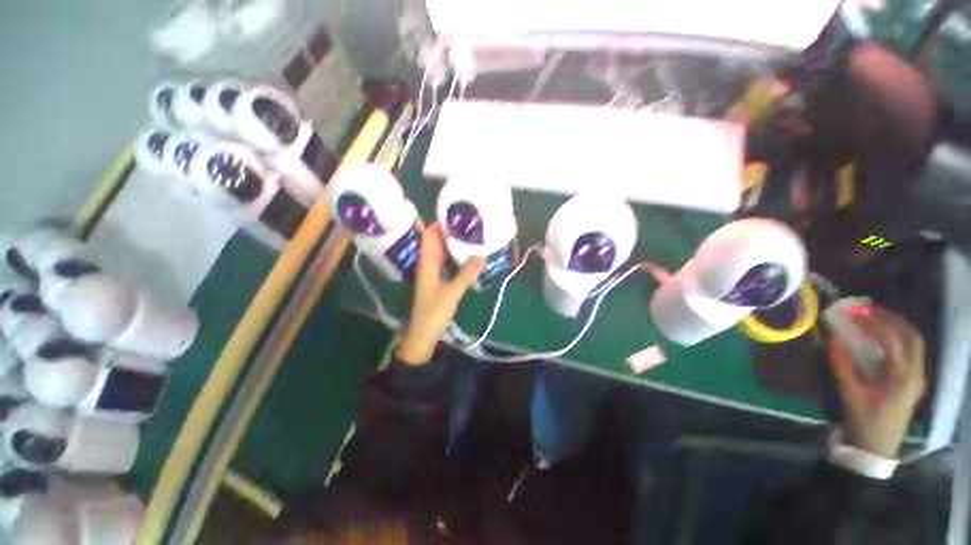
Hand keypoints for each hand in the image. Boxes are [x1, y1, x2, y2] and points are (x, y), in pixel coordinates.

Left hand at [397, 224, 484, 364]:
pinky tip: (468, 255)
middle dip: (450, 232)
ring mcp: (433, 273)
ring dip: (453, 244)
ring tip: (472, 235)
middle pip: (437, 242)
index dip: (440, 223)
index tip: (457, 214)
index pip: (430, 236)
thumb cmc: (433, 312)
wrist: (423, 335)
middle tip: (470, 223)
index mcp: (426, 262)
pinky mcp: (438, 281)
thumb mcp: (452, 292)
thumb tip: (482, 255)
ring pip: (442, 252)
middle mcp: (428, 264)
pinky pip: (447, 263)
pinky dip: (455, 257)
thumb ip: (467, 274)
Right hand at [827, 305, 926, 457]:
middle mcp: (915, 373)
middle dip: (890, 318)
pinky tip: (886, 337)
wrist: (878, 448)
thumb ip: (841, 366)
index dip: (872, 323)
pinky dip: (900, 338)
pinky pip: (912, 352)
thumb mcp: (850, 394)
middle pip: (911, 336)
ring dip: (897, 326)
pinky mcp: (915, 382)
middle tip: (868, 309)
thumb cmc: (864, 421)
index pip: (891, 340)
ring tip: (876, 317)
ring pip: (915, 343)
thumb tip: (832, 339)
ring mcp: (918, 378)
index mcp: (901, 377)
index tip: (853, 312)